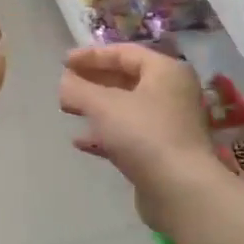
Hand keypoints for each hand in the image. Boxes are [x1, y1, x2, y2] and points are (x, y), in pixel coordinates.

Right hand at [59, 44, 225, 226]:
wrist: (180, 189)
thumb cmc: (143, 134)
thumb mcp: (103, 105)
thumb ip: (78, 90)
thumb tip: (64, 83)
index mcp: (165, 71)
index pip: (124, 53)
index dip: (91, 55)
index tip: (63, 63)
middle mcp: (172, 93)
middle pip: (126, 79)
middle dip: (93, 81)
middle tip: (66, 85)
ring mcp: (169, 125)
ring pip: (126, 108)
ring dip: (96, 107)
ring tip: (68, 110)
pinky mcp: (163, 153)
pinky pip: (129, 134)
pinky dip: (105, 133)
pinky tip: (81, 141)